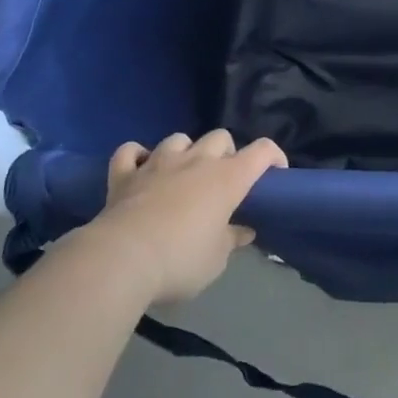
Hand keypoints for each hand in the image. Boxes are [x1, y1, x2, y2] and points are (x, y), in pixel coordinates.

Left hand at [90, 129, 286, 304]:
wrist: (122, 260)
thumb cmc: (180, 260)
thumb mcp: (216, 260)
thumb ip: (231, 240)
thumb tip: (242, 231)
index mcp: (227, 178)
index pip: (262, 151)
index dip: (273, 156)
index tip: (275, 174)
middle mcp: (196, 161)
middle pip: (220, 137)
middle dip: (225, 153)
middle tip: (222, 180)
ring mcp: (158, 163)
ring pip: (178, 138)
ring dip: (185, 151)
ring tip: (182, 174)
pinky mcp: (124, 174)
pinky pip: (130, 151)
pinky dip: (137, 156)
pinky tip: (140, 168)